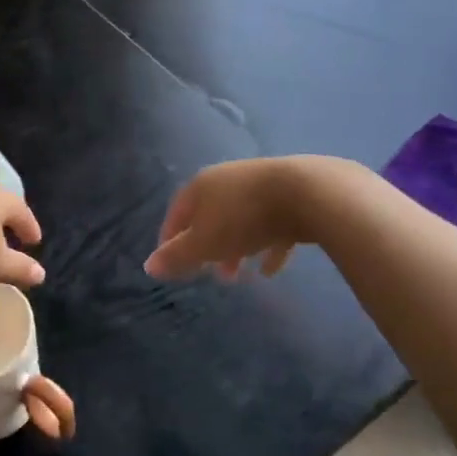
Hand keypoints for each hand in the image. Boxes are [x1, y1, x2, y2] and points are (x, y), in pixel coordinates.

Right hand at [144, 157, 340, 280]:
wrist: (308, 193)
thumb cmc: (244, 218)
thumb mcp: (204, 243)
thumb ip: (177, 256)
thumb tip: (148, 266)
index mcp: (202, 186)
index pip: (177, 213)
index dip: (171, 238)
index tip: (171, 262)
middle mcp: (228, 180)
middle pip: (211, 216)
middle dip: (209, 247)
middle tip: (210, 274)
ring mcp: (262, 185)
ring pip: (242, 221)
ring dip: (238, 249)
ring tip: (240, 276)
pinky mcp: (292, 195)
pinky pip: (273, 225)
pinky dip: (268, 246)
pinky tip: (270, 269)